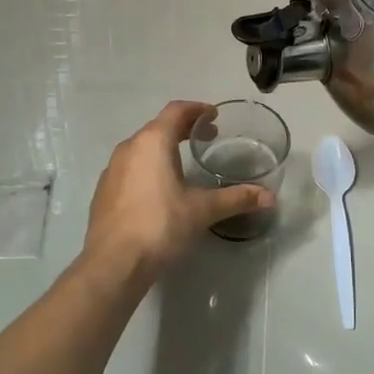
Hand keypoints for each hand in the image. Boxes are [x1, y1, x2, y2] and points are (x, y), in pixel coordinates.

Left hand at [80, 101, 273, 281]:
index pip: (176, 110)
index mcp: (152, 141)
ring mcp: (112, 169)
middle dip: (183, 128)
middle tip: (206, 137)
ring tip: (184, 162)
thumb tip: (270, 197)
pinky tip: (159, 189)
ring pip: (142, 147)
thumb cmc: (160, 225)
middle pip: (158, 126)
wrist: (113, 263)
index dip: (197, 109)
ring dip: (164, 147)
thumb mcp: (203, 210)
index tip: (214, 116)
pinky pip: (130, 167)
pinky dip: (148, 166)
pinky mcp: (103, 191)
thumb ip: (236, 199)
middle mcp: (129, 147)